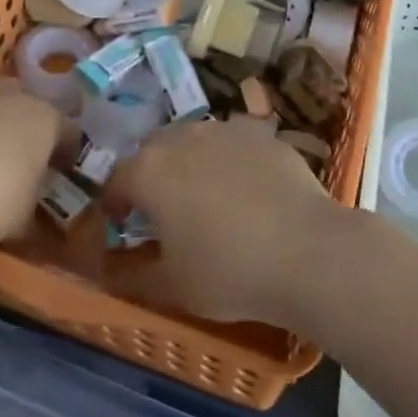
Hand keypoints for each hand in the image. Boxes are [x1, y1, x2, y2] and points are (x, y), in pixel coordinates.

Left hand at [0, 81, 60, 242]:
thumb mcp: (21, 221)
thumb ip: (33, 216)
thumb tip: (32, 219)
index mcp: (46, 119)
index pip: (70, 133)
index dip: (67, 156)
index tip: (59, 177)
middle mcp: (15, 95)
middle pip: (30, 112)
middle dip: (27, 136)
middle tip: (18, 167)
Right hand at [105, 120, 348, 325]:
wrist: (307, 251)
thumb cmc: (228, 271)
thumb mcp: (171, 286)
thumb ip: (132, 275)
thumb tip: (110, 271)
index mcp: (149, 171)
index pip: (116, 181)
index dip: (115, 204)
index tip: (122, 225)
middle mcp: (181, 138)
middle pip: (153, 150)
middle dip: (150, 176)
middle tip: (162, 210)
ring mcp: (224, 130)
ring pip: (193, 140)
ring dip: (188, 162)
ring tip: (205, 196)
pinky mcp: (261, 133)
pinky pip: (232, 142)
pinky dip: (229, 160)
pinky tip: (246, 188)